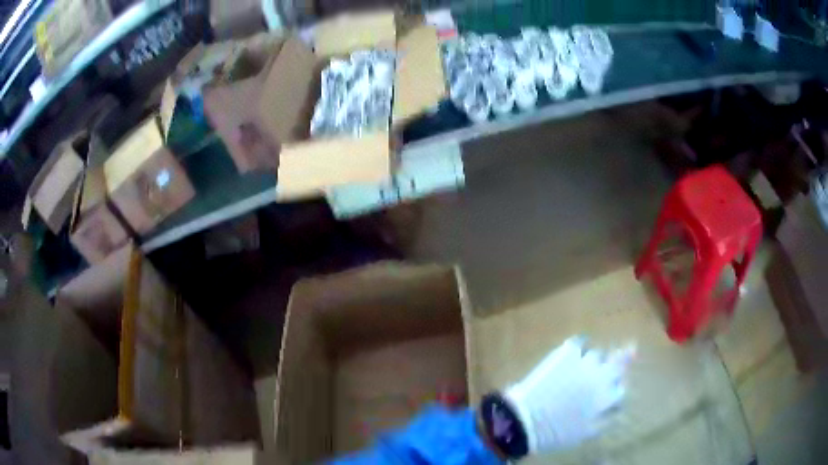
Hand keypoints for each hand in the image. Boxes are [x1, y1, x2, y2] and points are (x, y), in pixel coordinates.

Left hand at [504, 336, 635, 453]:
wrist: (524, 420)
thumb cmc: (555, 433)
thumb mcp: (587, 433)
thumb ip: (607, 419)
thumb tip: (617, 407)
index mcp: (606, 398)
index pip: (621, 388)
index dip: (616, 389)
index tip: (610, 391)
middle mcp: (601, 377)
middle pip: (619, 363)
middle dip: (618, 364)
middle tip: (611, 365)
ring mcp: (584, 363)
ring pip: (599, 354)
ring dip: (595, 360)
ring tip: (583, 366)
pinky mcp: (566, 353)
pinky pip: (580, 342)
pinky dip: (579, 346)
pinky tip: (573, 353)